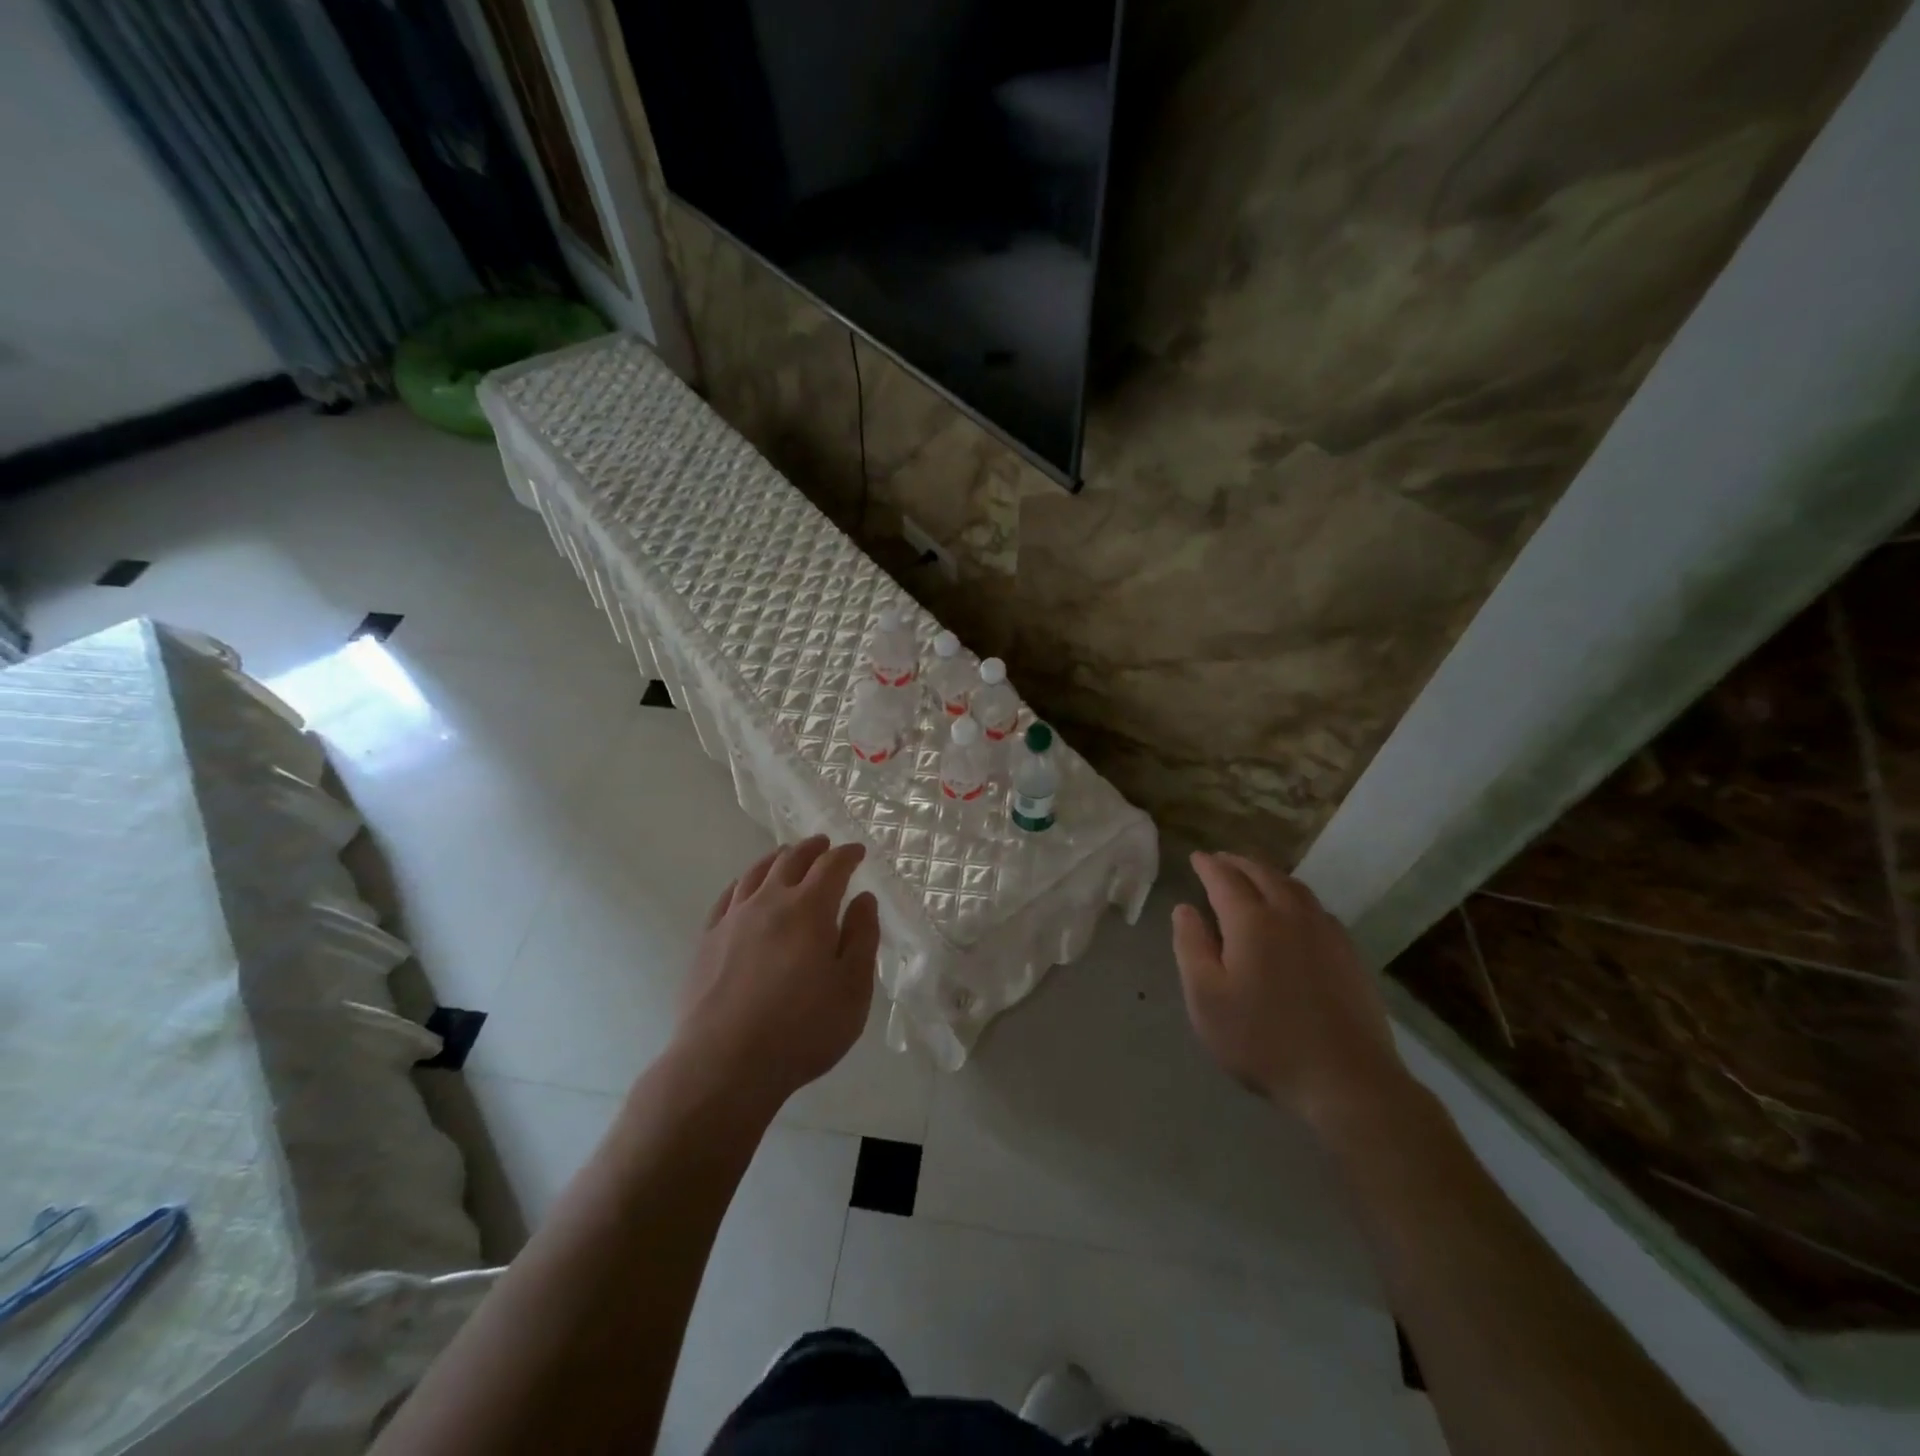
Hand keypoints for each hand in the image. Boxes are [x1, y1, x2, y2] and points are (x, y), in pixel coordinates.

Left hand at [678, 836, 879, 1107]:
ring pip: (756, 872)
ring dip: (777, 858)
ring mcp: (733, 919)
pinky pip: (727, 896)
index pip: (831, 866)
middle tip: (825, 845)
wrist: (724, 1064)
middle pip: (791, 860)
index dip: (847, 854)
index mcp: (810, 909)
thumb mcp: (853, 989)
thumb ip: (862, 938)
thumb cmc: (802, 1030)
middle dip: (812, 848)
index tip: (858, 852)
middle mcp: (769, 902)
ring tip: (787, 856)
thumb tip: (863, 899)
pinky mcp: (707, 940)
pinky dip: (743, 882)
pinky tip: (746, 888)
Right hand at [1171, 850, 1411, 1130]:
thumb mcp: (1206, 998)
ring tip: (1254, 877)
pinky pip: (1316, 907)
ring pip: (1294, 887)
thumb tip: (1185, 909)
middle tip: (1220, 860)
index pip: (1225, 879)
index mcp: (1252, 921)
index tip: (1196, 858)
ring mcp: (1326, 932)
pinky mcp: (1349, 953)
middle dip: (1238, 863)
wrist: (1346, 1079)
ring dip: (1268, 874)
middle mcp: (1290, 914)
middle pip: (1262, 874)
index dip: (1208, 866)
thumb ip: (1191, 947)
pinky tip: (1293, 912)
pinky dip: (1294, 896)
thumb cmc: (1263, 1040)